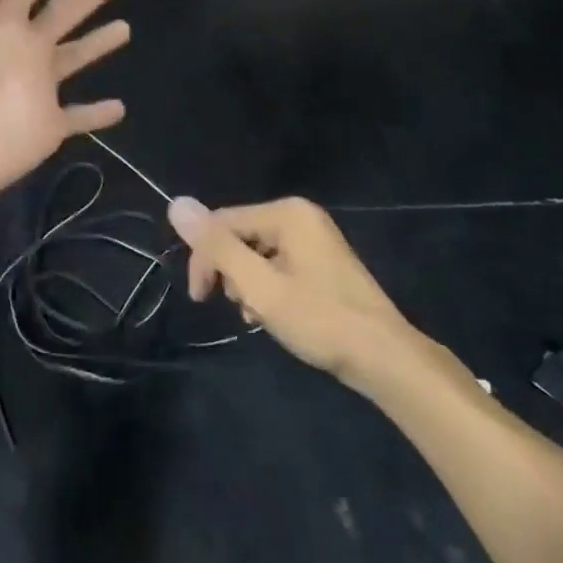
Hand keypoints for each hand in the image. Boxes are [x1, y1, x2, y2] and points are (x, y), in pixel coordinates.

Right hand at [167, 196, 414, 385]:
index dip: (204, 259)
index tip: (200, 299)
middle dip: (230, 273)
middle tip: (241, 310)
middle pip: (239, 236)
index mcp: (286, 213)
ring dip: (248, 285)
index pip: (222, 223)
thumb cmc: (320, 320)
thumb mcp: (260, 286)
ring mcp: (314, 238)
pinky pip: (278, 264)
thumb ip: (218, 247)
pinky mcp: (322, 262)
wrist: (386, 359)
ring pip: (256, 254)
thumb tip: (176, 204)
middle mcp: (300, 216)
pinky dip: (268, 288)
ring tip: (260, 316)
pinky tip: (274, 314)